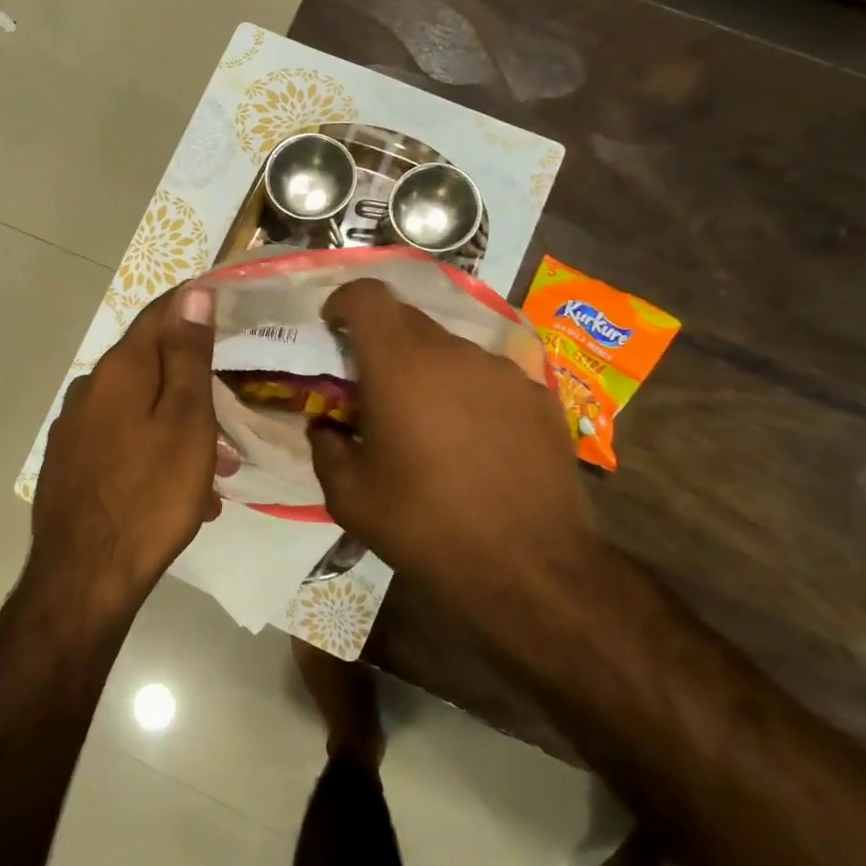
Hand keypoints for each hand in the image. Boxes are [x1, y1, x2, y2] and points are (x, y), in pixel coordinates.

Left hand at [30, 283, 218, 607]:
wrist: (85, 576)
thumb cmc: (150, 494)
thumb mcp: (186, 421)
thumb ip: (188, 354)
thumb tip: (193, 293)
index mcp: (120, 369)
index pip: (160, 314)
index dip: (193, 306)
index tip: (228, 309)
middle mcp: (91, 387)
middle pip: (149, 364)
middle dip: (192, 381)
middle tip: (230, 409)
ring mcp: (75, 426)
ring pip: (138, 408)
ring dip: (177, 425)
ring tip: (215, 468)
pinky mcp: (70, 461)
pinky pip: (121, 439)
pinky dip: (153, 450)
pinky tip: (178, 490)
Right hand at [306, 279, 599, 613]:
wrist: (532, 570)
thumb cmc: (427, 528)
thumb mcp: (350, 498)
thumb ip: (326, 448)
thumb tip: (326, 427)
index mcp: (400, 366)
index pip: (368, 295)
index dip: (344, 302)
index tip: (334, 330)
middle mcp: (454, 353)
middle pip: (407, 320)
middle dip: (382, 344)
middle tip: (375, 390)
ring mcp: (503, 371)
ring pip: (450, 350)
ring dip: (428, 372)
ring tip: (429, 425)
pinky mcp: (540, 395)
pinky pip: (489, 377)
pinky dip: (469, 394)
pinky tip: (476, 442)